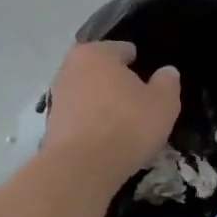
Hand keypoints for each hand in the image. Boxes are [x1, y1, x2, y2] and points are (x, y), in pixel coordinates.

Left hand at [42, 41, 180, 185]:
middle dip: (115, 81)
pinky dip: (88, 123)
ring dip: (100, 103)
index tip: (148, 81)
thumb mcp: (163, 103)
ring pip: (86, 93)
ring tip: (120, 124)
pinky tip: (103, 139)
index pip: (121, 49)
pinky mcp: (50, 124)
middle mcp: (70, 67)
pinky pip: (77, 116)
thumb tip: (166, 72)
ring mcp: (56, 96)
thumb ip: (167, 82)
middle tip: (135, 102)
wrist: (82, 168)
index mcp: (96, 53)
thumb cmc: (127, 126)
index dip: (137, 63)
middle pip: (99, 70)